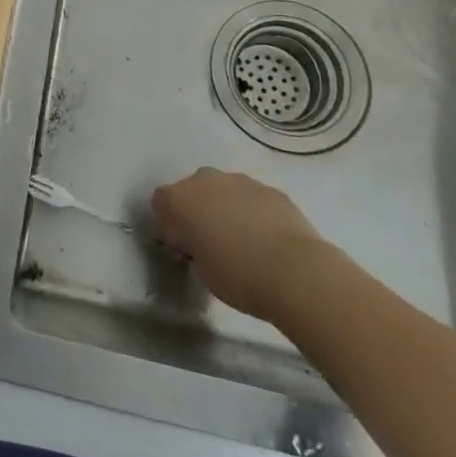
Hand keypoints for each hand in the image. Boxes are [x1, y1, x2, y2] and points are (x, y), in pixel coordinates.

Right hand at [150, 170, 329, 321]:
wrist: (295, 272)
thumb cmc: (238, 276)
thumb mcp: (201, 270)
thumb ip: (193, 248)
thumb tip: (201, 243)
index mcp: (179, 199)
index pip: (160, 203)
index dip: (170, 225)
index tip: (184, 247)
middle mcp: (204, 180)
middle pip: (192, 189)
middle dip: (198, 210)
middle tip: (211, 241)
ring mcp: (240, 181)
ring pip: (224, 190)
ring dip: (226, 208)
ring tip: (244, 241)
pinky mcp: (271, 189)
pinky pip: (253, 198)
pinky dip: (254, 212)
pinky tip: (268, 240)